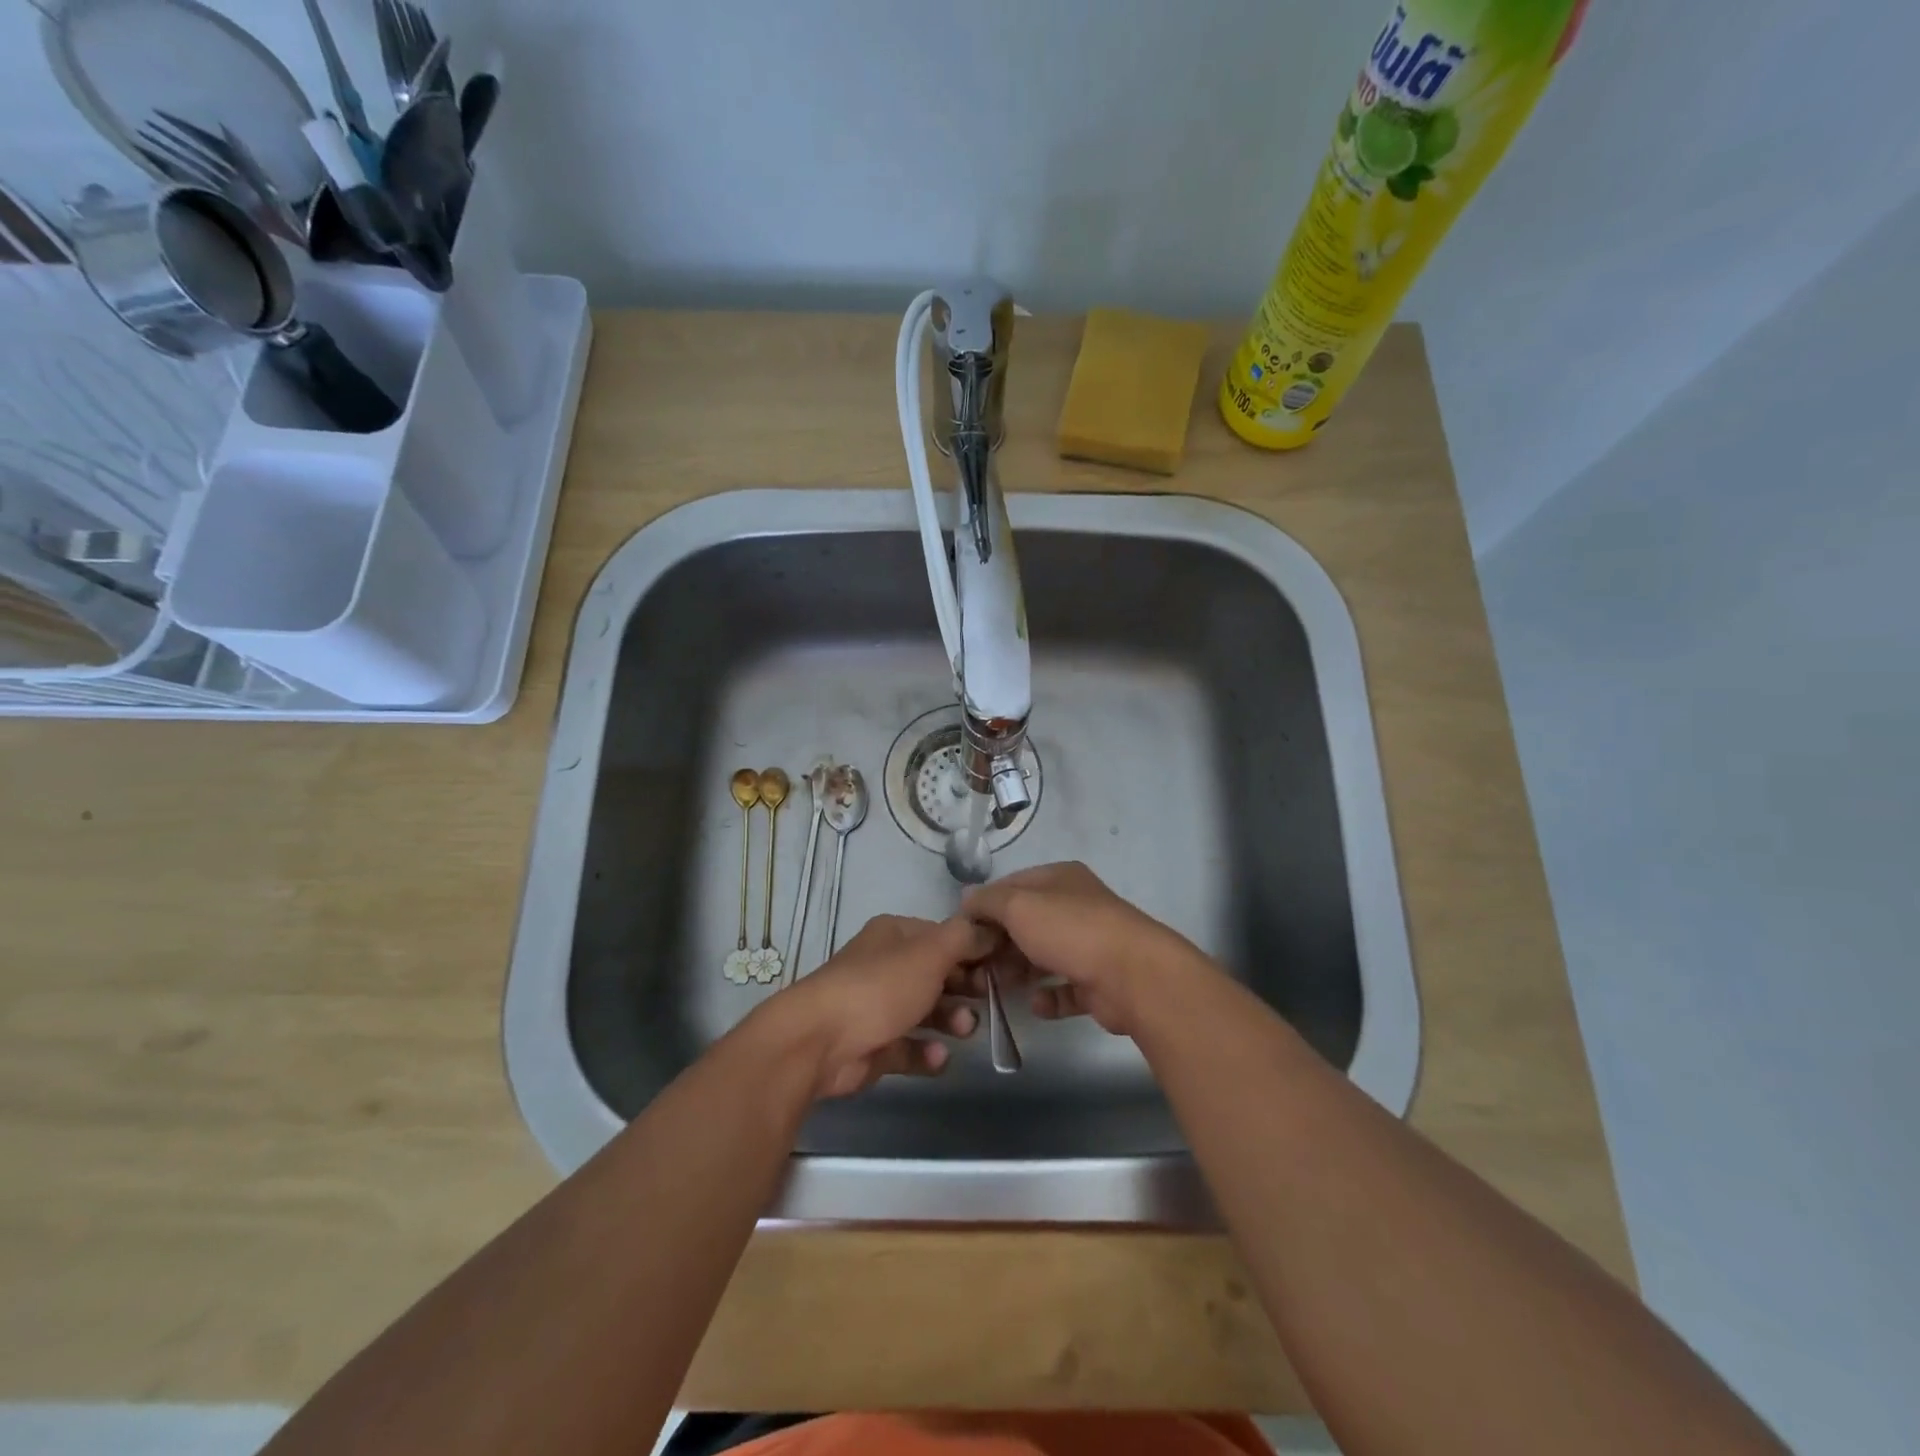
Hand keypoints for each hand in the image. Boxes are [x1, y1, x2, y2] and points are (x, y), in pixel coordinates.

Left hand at [748, 914, 992, 1099]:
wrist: (819, 1042)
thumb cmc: (880, 987)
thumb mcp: (930, 953)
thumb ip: (965, 939)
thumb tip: (989, 930)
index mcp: (895, 935)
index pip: (944, 937)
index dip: (974, 950)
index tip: (1002, 968)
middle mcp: (885, 966)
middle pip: (936, 974)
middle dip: (964, 988)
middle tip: (990, 1001)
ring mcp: (876, 1007)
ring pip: (924, 1012)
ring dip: (950, 1020)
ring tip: (964, 1031)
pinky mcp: (872, 1046)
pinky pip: (908, 1048)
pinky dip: (925, 1053)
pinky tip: (937, 1058)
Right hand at [962, 861, 1215, 1037]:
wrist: (1133, 975)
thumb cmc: (1070, 930)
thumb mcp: (1018, 906)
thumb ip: (988, 902)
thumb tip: (967, 900)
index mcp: (1060, 879)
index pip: (1012, 885)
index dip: (985, 905)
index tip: (962, 931)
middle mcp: (1076, 906)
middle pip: (1027, 923)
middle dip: (1000, 943)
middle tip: (975, 967)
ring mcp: (1091, 944)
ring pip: (1044, 956)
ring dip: (1019, 971)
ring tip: (995, 989)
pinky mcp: (1099, 981)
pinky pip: (1066, 988)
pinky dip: (1049, 997)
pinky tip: (1035, 1005)